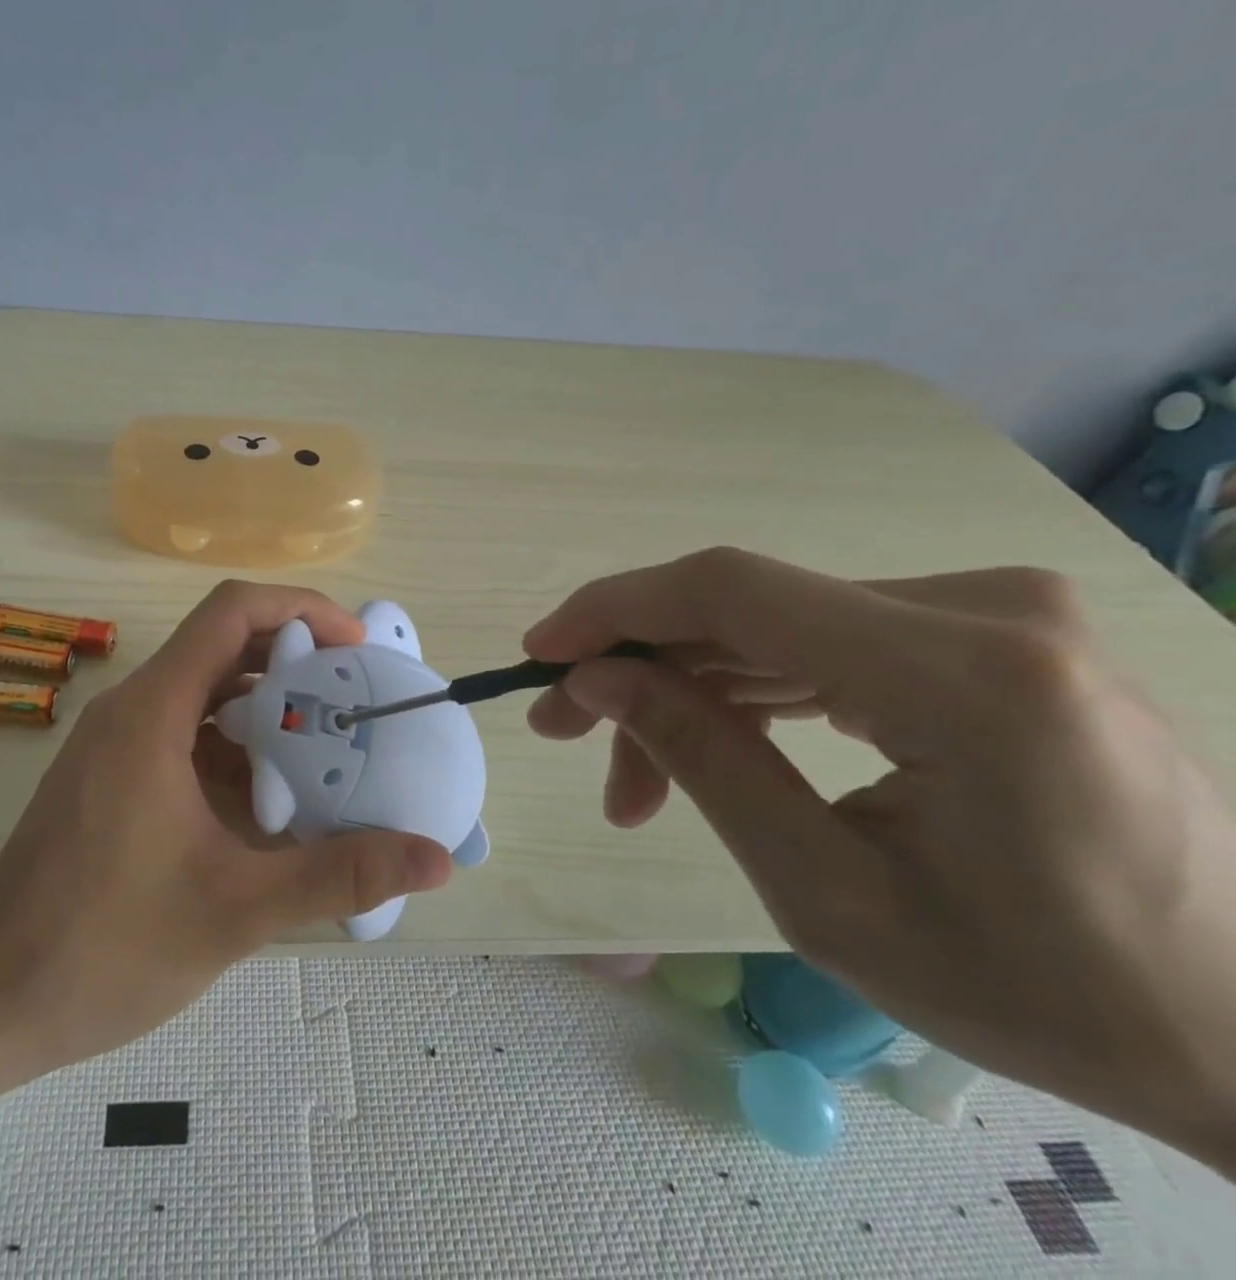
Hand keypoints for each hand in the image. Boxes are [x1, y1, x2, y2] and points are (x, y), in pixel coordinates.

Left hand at [0, 580, 451, 1086]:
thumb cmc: (104, 945)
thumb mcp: (236, 909)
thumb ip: (339, 874)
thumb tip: (435, 859)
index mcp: (152, 711)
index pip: (231, 611)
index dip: (300, 610)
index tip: (355, 651)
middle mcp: (132, 710)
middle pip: (223, 648)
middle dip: (295, 665)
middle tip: (357, 705)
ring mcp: (116, 744)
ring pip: (204, 696)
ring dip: (266, 714)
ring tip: (328, 754)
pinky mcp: (110, 778)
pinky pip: (184, 737)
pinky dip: (234, 752)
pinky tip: (272, 806)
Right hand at [525, 548, 1235, 1169]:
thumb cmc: (1046, 994)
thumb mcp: (830, 895)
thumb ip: (704, 762)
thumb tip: (598, 680)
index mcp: (968, 677)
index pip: (732, 591)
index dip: (615, 610)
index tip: (540, 655)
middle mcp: (986, 610)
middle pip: (744, 610)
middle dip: (639, 670)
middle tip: (569, 738)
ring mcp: (992, 614)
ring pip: (770, 627)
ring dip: (687, 691)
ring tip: (633, 780)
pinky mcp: (986, 634)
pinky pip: (820, 642)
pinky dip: (748, 691)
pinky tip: (711, 747)